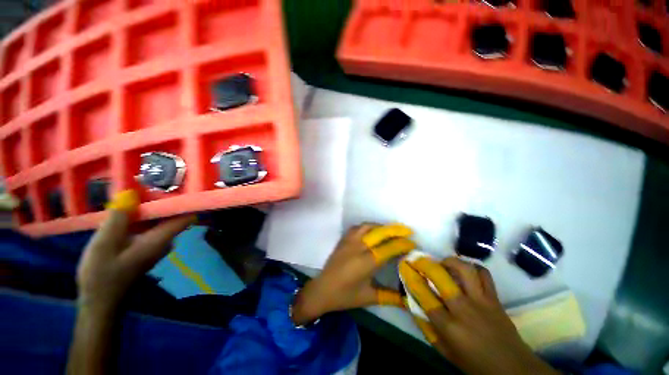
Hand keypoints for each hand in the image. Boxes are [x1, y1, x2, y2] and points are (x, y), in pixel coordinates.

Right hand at [76, 190, 195, 314]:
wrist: (100, 303)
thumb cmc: (101, 276)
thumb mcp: (104, 244)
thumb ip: (119, 219)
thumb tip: (131, 193)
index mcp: (161, 239)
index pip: (186, 216)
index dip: (186, 200)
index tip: (180, 184)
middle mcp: (165, 240)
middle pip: (172, 214)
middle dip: (163, 198)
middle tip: (149, 180)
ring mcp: (156, 244)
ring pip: (159, 219)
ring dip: (150, 206)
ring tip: (137, 188)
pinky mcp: (146, 246)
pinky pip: (149, 226)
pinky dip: (141, 216)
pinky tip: (128, 207)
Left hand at [291, 223, 415, 324]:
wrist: (322, 290)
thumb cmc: (345, 296)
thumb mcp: (369, 298)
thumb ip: (390, 297)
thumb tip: (409, 299)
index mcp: (366, 262)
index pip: (389, 248)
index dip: (402, 244)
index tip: (413, 243)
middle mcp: (358, 247)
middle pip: (380, 232)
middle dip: (396, 230)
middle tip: (408, 230)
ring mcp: (349, 241)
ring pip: (368, 226)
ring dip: (382, 226)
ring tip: (392, 230)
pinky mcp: (343, 239)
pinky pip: (357, 227)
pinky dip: (368, 226)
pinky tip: (373, 230)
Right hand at [401, 256, 558, 374]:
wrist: (512, 368)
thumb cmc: (474, 364)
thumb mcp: (445, 351)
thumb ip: (427, 328)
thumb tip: (413, 304)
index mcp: (449, 327)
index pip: (424, 295)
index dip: (411, 277)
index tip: (403, 265)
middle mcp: (464, 310)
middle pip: (441, 277)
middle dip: (425, 263)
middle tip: (418, 259)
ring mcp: (481, 301)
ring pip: (464, 270)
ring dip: (450, 261)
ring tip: (442, 263)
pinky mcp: (495, 298)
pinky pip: (484, 274)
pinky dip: (473, 267)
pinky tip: (465, 270)